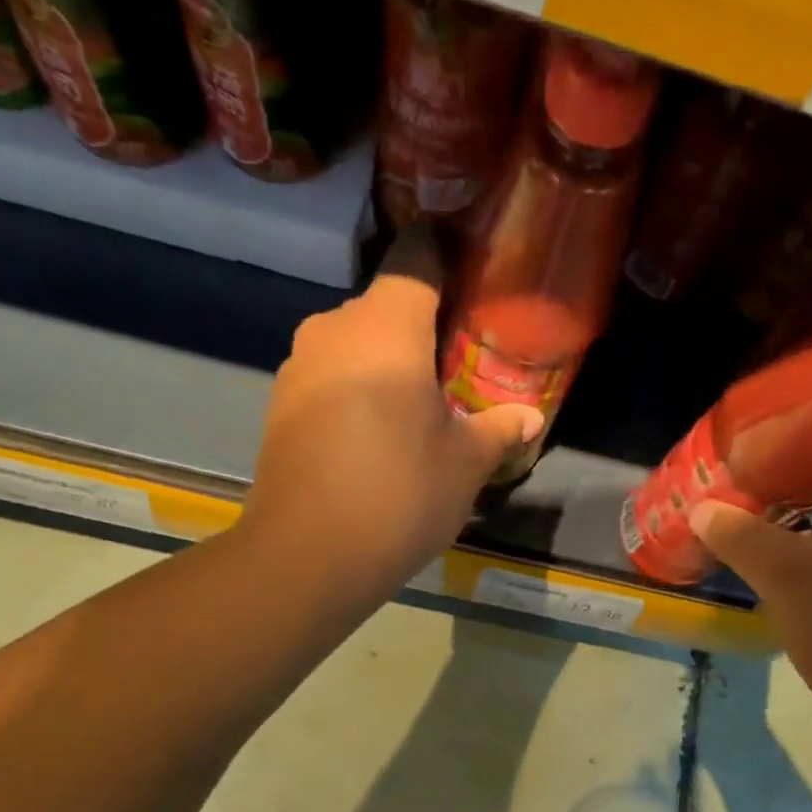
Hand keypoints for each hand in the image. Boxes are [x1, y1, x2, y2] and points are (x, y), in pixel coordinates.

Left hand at [243, 228, 540, 595]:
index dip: (448, 255)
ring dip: (387, 359)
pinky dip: (357, 387)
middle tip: (459, 360)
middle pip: (386, 303)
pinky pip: (330, 375)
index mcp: (387, 326)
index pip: (418, 255)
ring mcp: (299, 365)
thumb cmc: (401, 494)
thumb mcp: (466, 463)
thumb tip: (530, 417)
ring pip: (354, 341)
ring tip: (420, 402)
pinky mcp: (280, 403)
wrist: (308, 555)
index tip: (474, 276)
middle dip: (422, 323)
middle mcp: (335, 328)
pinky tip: (377, 433)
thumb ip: (499, 428)